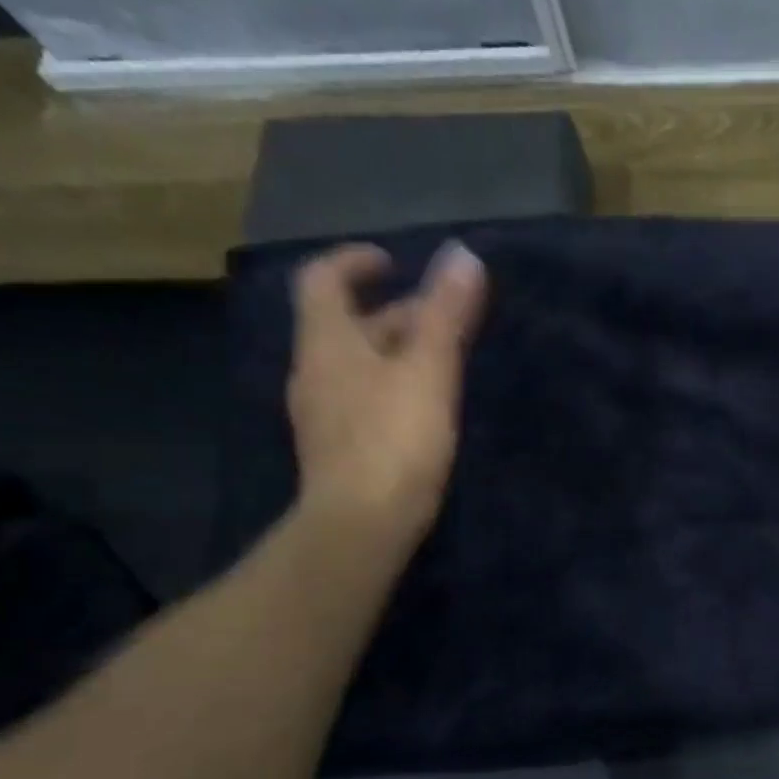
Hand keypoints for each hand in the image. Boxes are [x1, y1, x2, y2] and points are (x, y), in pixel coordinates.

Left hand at [287, 241, 488, 554]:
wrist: (363, 524)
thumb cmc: (395, 438)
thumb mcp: (429, 370)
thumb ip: (446, 314)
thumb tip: (463, 254)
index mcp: (329, 343)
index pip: (324, 280)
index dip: (354, 262)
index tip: (393, 261)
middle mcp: (316, 371)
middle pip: (347, 325)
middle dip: (393, 312)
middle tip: (443, 316)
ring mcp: (324, 413)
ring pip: (358, 364)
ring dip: (395, 350)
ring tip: (442, 358)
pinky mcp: (341, 448)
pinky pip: (364, 397)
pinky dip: (392, 384)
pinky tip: (425, 405)